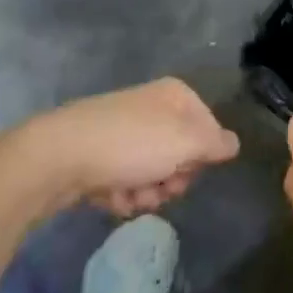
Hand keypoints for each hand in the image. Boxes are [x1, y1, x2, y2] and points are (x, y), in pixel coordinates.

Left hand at [19, 78, 240, 216]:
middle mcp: (152, 107)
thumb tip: (234, 144)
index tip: (188, 170)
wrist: (59, 155)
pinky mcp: (101, 154)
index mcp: (175, 95)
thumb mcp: (185, 142)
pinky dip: (122, 195)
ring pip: (154, 173)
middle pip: (182, 153)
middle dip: (172, 179)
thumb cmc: (130, 144)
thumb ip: (215, 144)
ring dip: (147, 193)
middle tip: (158, 186)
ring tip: (129, 196)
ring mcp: (125, 130)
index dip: (203, 156)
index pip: (210, 129)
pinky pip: (126, 181)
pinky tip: (109, 197)